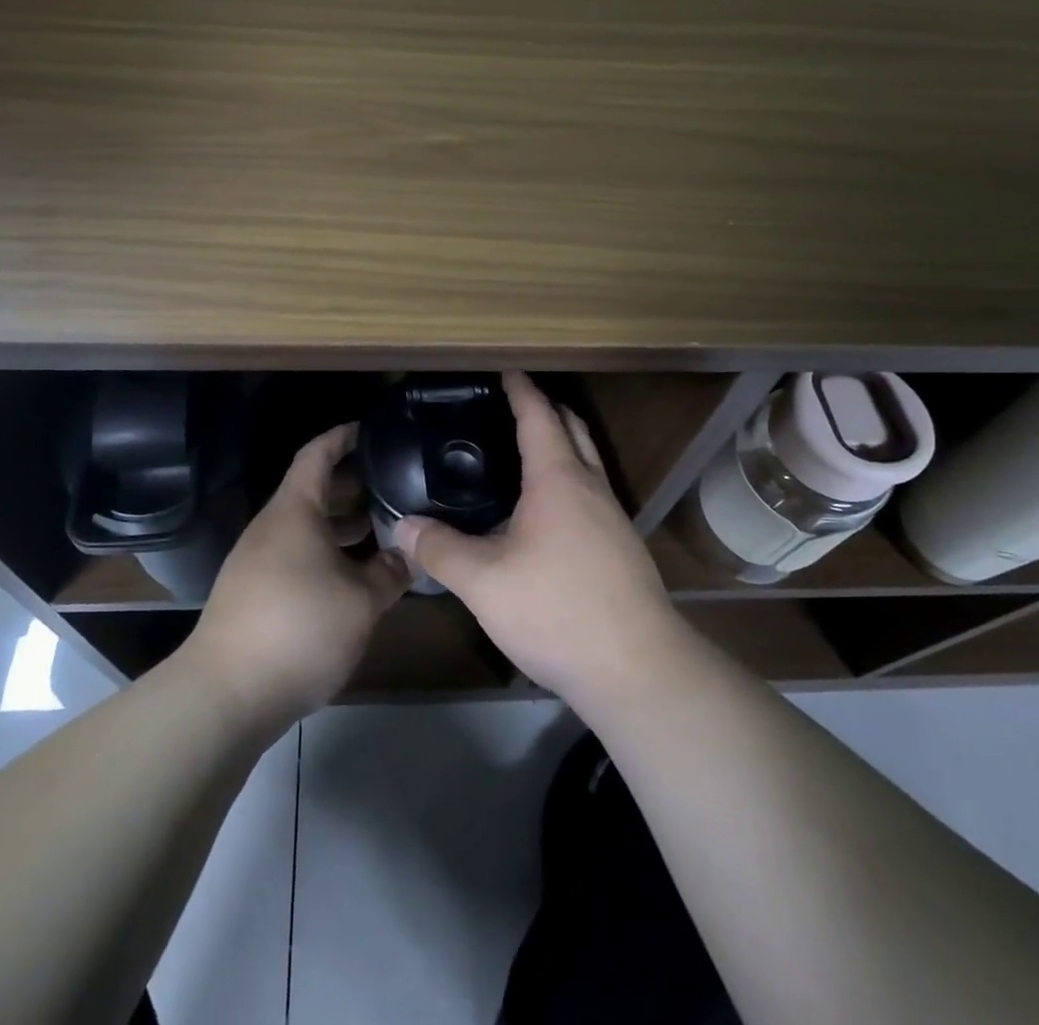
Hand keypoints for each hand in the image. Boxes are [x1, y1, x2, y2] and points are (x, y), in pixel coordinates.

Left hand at [185, 423, 409, 724]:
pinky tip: (354, 573)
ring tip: (384, 527)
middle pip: (314, 490)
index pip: (317, 454)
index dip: (343, 436)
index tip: (371, 429)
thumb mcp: (361, 600)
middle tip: (395, 484)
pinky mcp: (254, 592)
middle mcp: (272, 527)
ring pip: (307, 526)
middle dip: (354, 484)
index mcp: (294, 511)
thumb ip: (391, 572)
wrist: (226, 694)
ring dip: (343, 523)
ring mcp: (258, 560)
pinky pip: (298, 554)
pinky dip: (328, 551)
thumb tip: (411, 554)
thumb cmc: (299, 628)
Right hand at [394, 373, 690, 707]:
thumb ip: (440, 550)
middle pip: (572, 428)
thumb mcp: (484, 582)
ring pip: (586, 461)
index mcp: (559, 479)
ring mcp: (612, 517)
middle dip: (545, 408)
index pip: (539, 416)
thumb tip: (401, 527)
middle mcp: (591, 487)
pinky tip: (542, 510)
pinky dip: (567, 479)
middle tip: (510, 404)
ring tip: (520, 451)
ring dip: (560, 443)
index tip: (505, 369)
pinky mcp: (620, 547)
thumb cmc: (558, 610)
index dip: (520, 389)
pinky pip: (590, 492)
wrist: (637, 669)